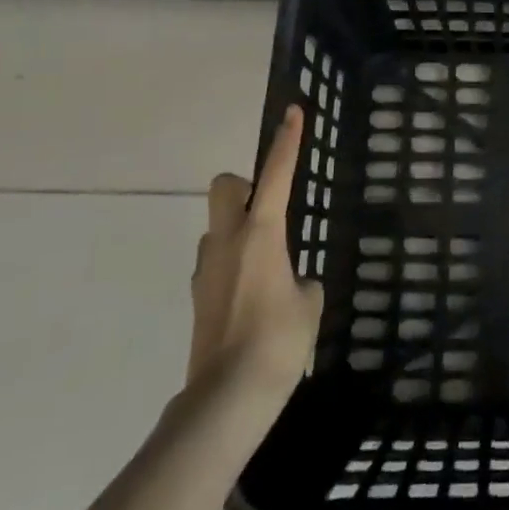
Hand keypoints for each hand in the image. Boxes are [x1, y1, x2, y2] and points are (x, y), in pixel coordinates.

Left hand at [188, 106, 323, 399]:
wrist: (227, 397)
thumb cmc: (279, 341)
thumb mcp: (309, 304)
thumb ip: (303, 282)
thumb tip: (292, 284)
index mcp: (262, 233)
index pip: (277, 174)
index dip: (287, 141)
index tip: (293, 112)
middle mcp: (228, 241)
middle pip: (225, 187)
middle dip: (244, 187)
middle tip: (268, 211)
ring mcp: (207, 269)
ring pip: (217, 226)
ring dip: (238, 230)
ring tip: (267, 266)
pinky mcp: (198, 296)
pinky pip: (216, 261)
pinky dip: (232, 265)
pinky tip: (252, 297)